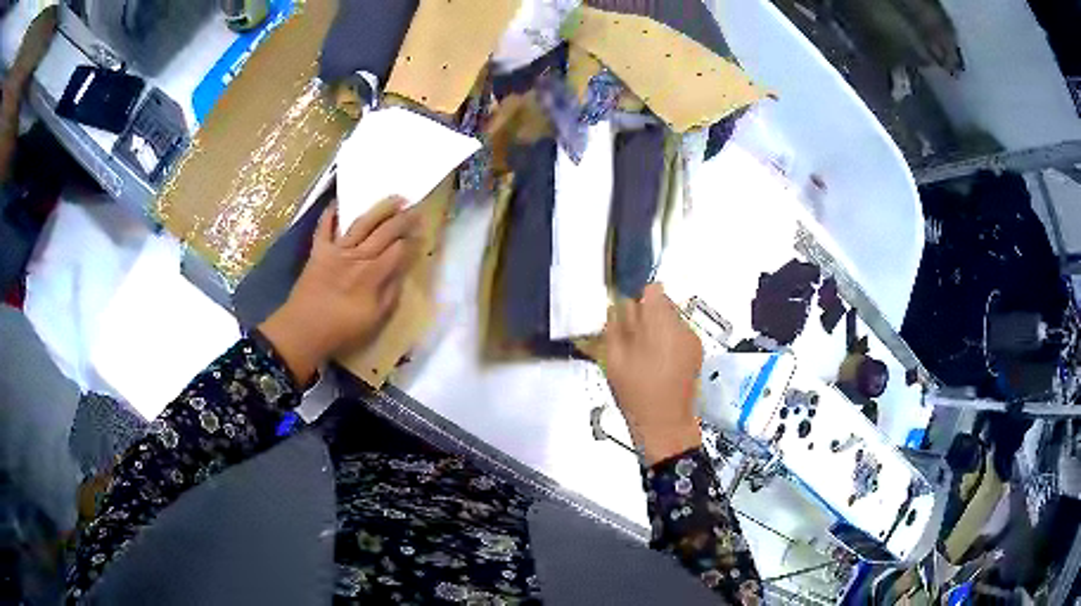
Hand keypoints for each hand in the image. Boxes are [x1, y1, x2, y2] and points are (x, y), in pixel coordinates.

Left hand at [259, 197, 418, 384]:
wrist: (303, 330)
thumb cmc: (341, 330)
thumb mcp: (374, 320)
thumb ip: (390, 294)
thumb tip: (400, 274)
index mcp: (373, 274)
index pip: (398, 250)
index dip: (412, 240)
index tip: (422, 234)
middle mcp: (357, 256)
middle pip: (385, 232)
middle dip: (403, 219)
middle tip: (416, 210)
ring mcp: (336, 250)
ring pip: (362, 223)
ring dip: (380, 209)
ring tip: (395, 198)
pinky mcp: (318, 251)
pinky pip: (324, 227)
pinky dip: (330, 214)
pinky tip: (338, 203)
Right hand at [602, 283, 703, 464]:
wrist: (665, 424)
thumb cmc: (636, 391)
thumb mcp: (615, 357)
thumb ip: (616, 325)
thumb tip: (619, 304)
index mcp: (661, 324)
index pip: (653, 289)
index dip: (638, 298)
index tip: (627, 315)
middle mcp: (682, 327)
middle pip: (663, 304)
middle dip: (646, 315)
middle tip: (631, 339)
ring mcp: (693, 341)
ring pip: (671, 320)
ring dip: (657, 329)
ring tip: (644, 354)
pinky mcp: (697, 354)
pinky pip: (679, 336)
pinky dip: (668, 342)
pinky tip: (657, 363)